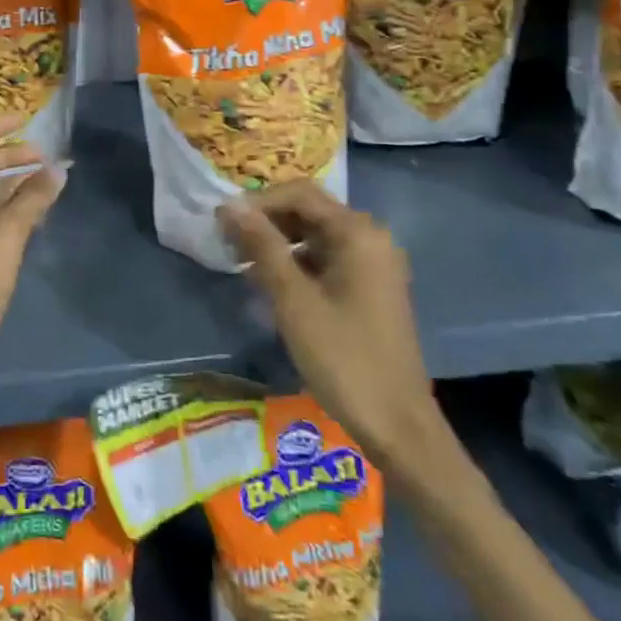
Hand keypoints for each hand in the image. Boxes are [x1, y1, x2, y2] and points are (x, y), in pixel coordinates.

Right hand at [218, 180, 441, 467]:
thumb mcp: (294, 299)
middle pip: (309, 210)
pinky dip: (297, 262)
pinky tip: (270, 282)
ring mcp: (374, 264)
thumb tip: (229, 205)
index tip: (222, 222)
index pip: (299, 194)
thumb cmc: (343, 357)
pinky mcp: (371, 287)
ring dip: (279, 241)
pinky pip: (327, 257)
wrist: (398, 425)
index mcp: (359, 233)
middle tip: (228, 242)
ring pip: (316, 234)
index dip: (257, 203)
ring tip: (243, 262)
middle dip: (266, 220)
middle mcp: (371, 238)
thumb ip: (261, 246)